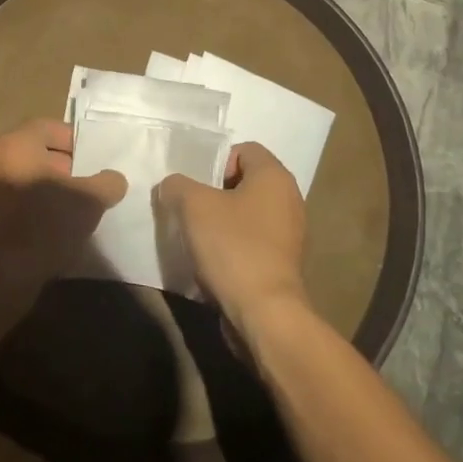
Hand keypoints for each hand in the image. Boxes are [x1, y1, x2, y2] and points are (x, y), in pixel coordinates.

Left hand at [0, 119, 126, 288]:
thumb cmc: (44, 224)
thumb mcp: (89, 201)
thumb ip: (107, 183)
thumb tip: (114, 179)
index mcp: (17, 144)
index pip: (51, 128)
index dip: (77, 141)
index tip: (97, 160)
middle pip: (38, 154)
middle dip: (67, 168)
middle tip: (90, 185)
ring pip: (28, 179)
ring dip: (52, 191)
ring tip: (77, 210)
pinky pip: (17, 203)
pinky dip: (37, 209)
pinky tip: (56, 229)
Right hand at [157, 142, 306, 333]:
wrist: (264, 312)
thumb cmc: (232, 247)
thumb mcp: (193, 206)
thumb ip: (177, 186)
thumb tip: (172, 186)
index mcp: (275, 176)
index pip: (244, 150)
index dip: (216, 162)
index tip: (197, 187)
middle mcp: (289, 198)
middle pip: (245, 182)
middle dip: (215, 193)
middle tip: (191, 210)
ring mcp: (290, 233)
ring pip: (248, 213)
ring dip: (222, 221)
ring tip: (198, 237)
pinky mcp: (284, 262)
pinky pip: (254, 240)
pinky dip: (234, 245)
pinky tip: (214, 261)